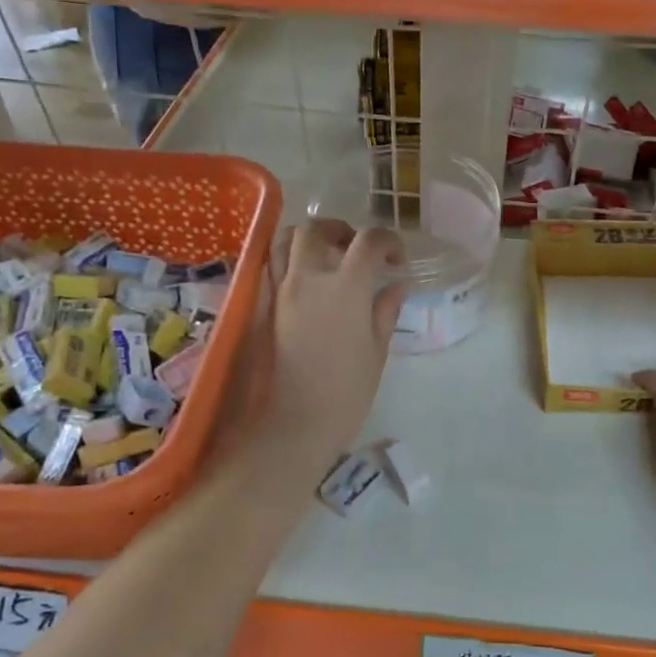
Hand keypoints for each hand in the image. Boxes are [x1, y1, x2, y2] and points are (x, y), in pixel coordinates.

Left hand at [240, 220, 404, 480]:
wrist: (289, 427)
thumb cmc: (343, 396)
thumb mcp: (376, 354)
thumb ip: (385, 311)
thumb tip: (398, 285)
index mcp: (346, 288)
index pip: (368, 241)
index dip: (388, 242)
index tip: (396, 261)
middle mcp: (307, 278)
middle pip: (317, 229)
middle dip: (341, 231)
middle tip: (355, 250)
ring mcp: (277, 291)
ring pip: (284, 240)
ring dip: (307, 239)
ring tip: (323, 257)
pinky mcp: (258, 307)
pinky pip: (267, 266)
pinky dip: (284, 259)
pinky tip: (300, 281)